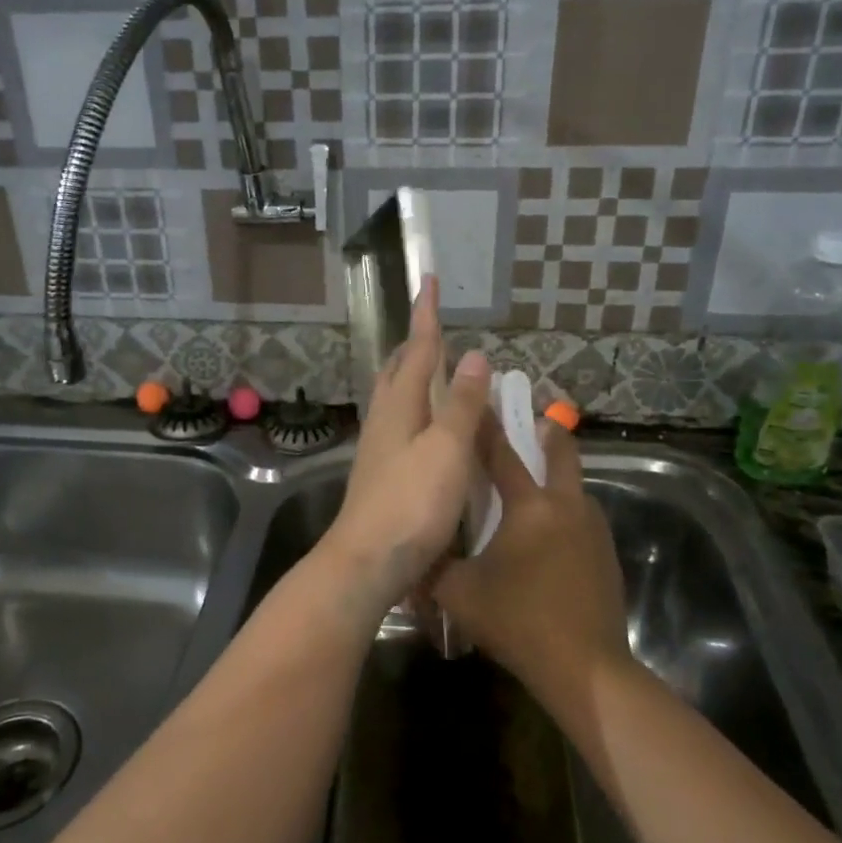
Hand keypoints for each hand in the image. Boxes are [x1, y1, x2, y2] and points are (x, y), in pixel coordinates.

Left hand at [320, 277, 490, 618]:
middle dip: (415, 344)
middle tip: (432, 325)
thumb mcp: (446, 449)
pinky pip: (400, 425)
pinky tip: (426, 426)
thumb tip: (474, 356)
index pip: (418, 350)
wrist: (367, 561)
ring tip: (432, 368)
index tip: (427, 280)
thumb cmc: (411, 503)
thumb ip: (459, 404)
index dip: (426, 316)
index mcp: (399, 406)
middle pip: (398, 371)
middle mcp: (384, 420)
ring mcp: (379, 449)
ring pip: (395, 398)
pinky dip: (417, 409)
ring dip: (413, 375)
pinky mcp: (381, 474)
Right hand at [432, 418, 630, 702]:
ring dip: (557, 475)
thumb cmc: (517, 621)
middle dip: (548, 431)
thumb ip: (433, 564)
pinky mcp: (606, 554)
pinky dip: (564, 510)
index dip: (486, 425)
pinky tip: (547, 533)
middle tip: (531, 421)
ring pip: (575, 486)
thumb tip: (411, 549)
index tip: (479, 398)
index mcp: (529, 506)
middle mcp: (566, 506)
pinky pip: (581, 517)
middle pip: (561, 452)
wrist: (586, 669)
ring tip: (532, 483)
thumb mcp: (459, 593)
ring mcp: (593, 529)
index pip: (502, 452)